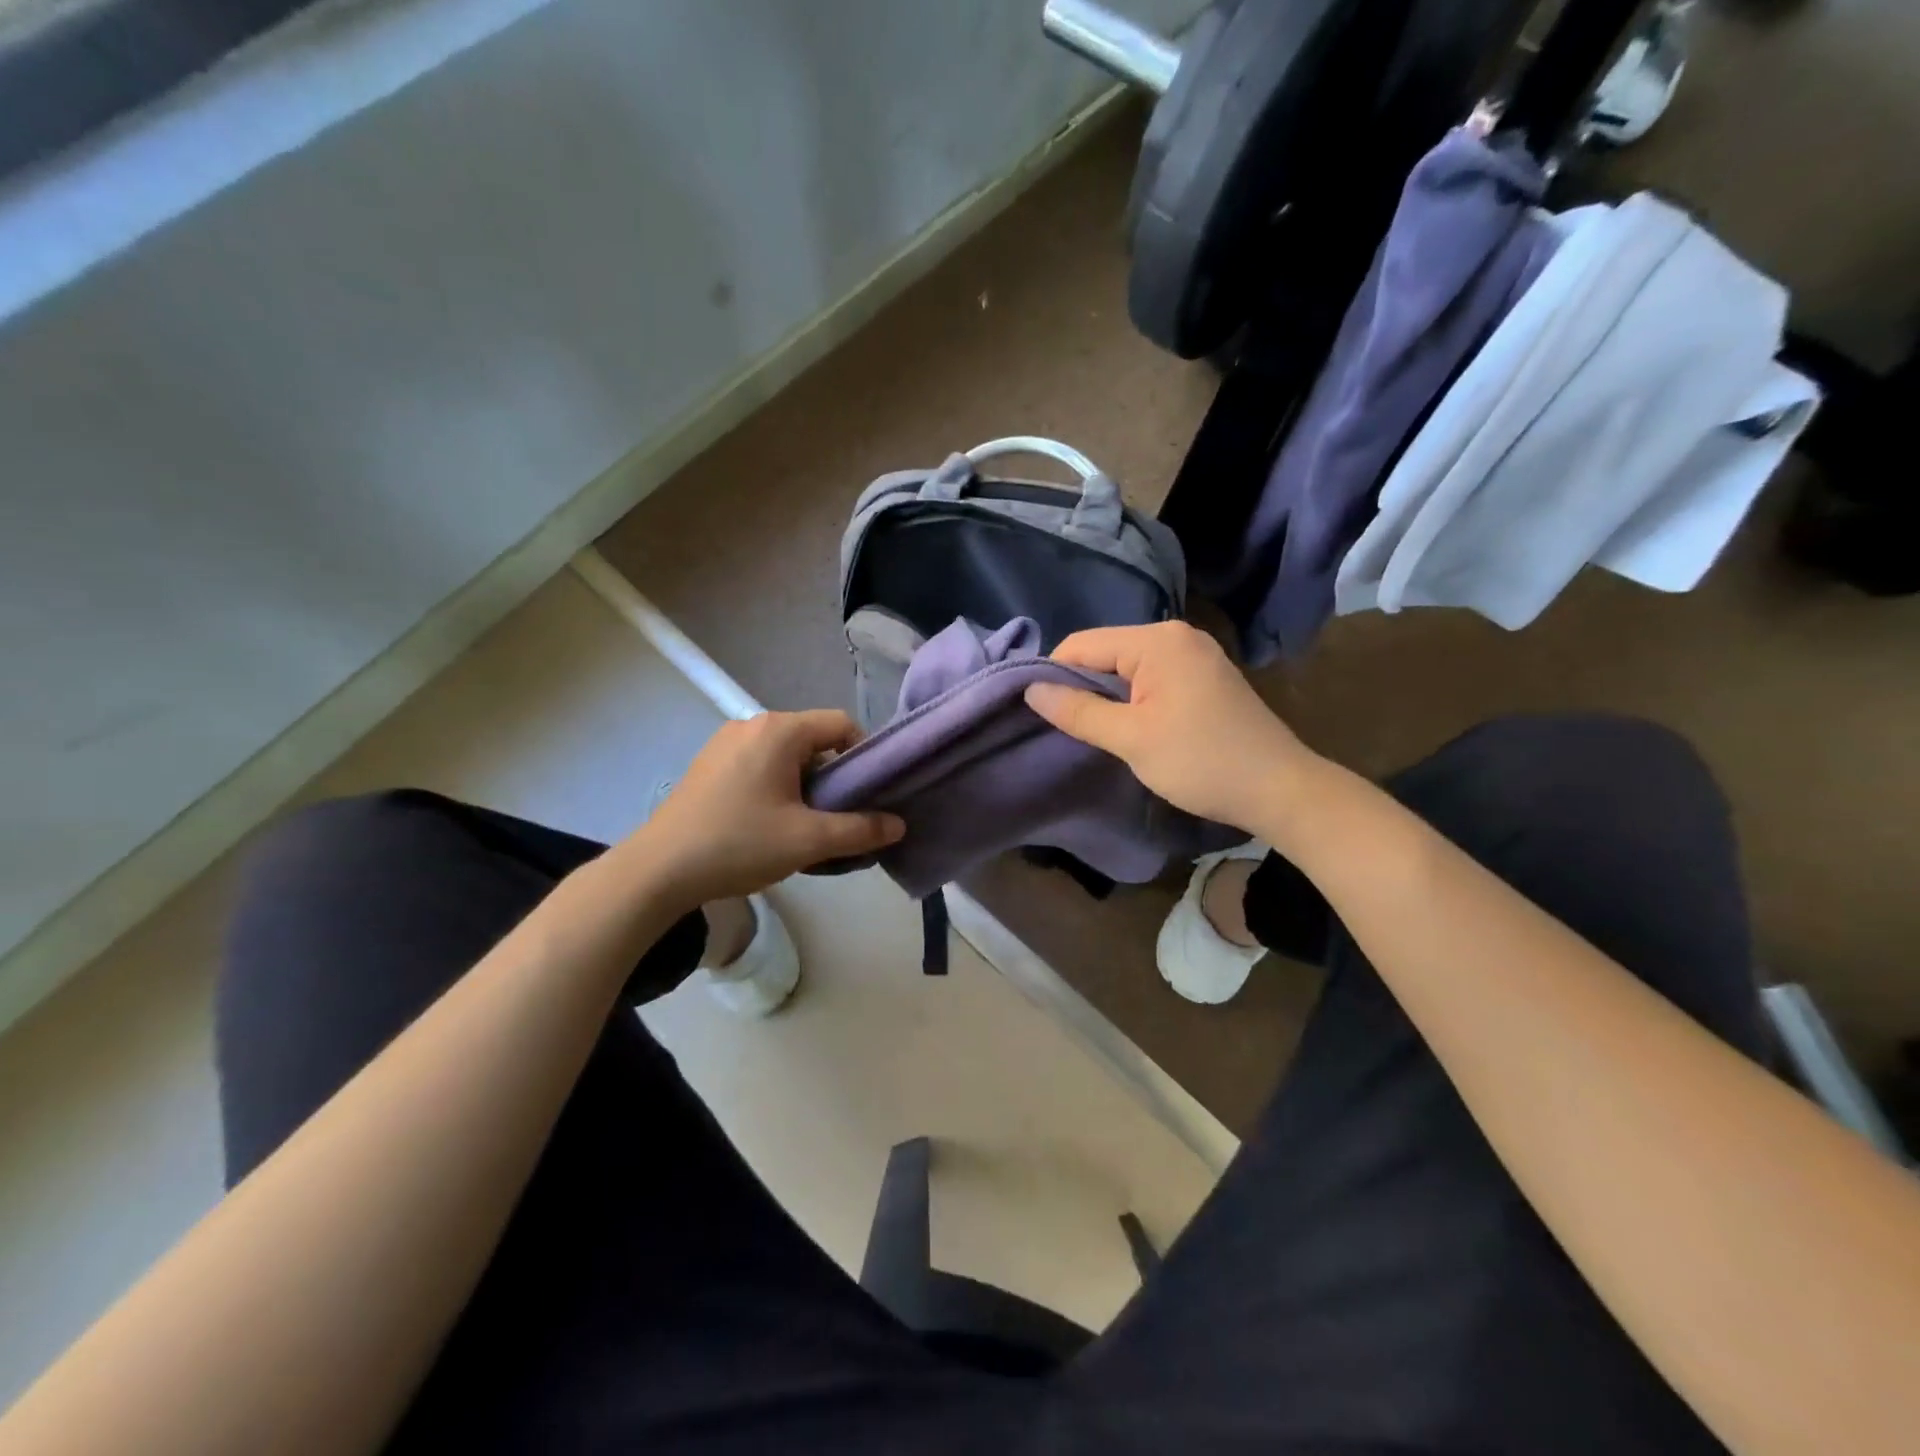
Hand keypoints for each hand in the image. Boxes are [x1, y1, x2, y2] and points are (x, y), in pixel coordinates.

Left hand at [623, 710, 903, 909]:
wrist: (658, 870)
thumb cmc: (739, 844)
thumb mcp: (808, 840)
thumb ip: (860, 830)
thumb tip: (898, 825)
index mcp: (779, 730)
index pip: (841, 724)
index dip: (864, 756)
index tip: (869, 794)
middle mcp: (752, 725)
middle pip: (813, 740)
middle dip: (834, 776)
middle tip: (840, 816)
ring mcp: (725, 743)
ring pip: (786, 755)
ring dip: (805, 785)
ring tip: (806, 825)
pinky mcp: (708, 765)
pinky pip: (759, 765)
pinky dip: (777, 787)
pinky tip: (769, 824)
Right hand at [1024, 622, 1320, 833]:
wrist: (1280, 789)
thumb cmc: (1201, 761)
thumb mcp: (1131, 739)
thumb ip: (1078, 711)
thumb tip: (1031, 690)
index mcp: (1157, 640)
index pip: (1082, 644)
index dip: (1053, 674)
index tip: (1037, 712)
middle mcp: (1176, 635)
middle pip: (1105, 651)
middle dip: (1081, 685)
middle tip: (1064, 725)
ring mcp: (1195, 653)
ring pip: (1127, 666)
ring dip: (1106, 694)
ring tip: (1092, 729)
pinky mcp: (1205, 675)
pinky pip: (1151, 676)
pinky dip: (1132, 697)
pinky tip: (1129, 725)